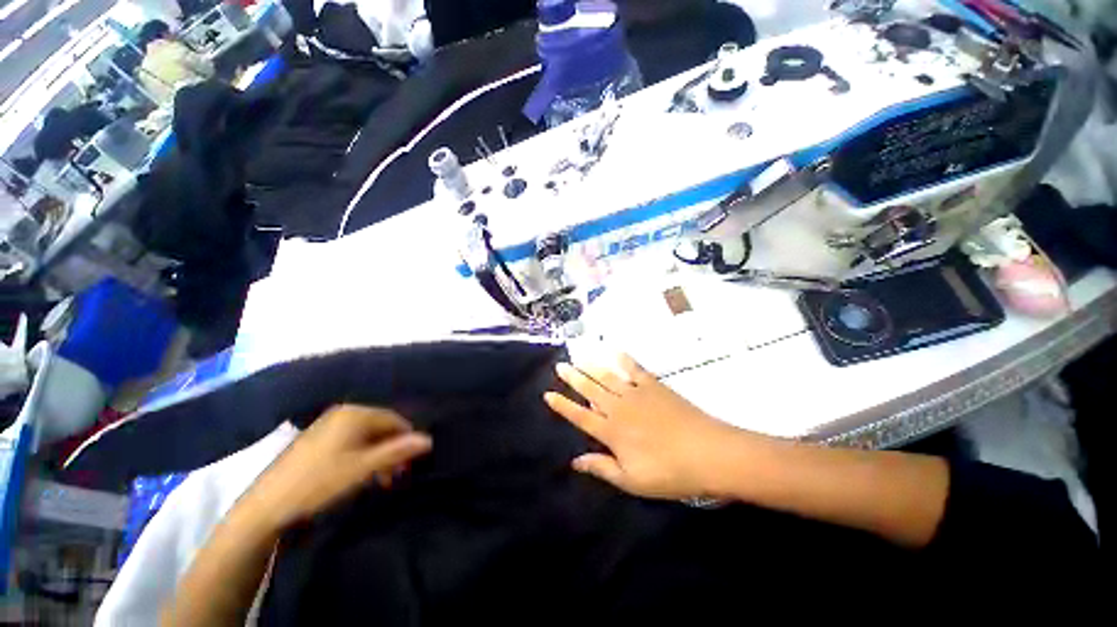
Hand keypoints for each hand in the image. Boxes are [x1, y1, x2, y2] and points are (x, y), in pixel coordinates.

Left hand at [246, 405, 431, 528]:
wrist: (266, 507)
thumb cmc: (320, 483)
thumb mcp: (363, 468)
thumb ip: (397, 451)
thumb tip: (429, 439)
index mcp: (356, 414)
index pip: (395, 420)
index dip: (407, 440)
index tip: (412, 463)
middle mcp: (343, 414)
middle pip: (381, 428)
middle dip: (392, 450)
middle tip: (396, 475)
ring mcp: (327, 426)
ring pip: (366, 437)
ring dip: (378, 456)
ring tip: (380, 480)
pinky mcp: (316, 440)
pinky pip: (350, 443)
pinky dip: (361, 458)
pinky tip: (359, 476)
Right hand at [544, 355, 757, 499]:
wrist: (708, 452)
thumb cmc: (669, 472)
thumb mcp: (632, 481)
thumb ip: (602, 468)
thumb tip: (575, 462)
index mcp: (611, 431)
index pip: (580, 415)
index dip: (563, 405)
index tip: (548, 394)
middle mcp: (618, 407)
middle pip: (590, 389)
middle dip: (573, 378)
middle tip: (560, 366)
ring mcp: (636, 393)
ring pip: (607, 376)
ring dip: (591, 366)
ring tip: (578, 357)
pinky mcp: (654, 385)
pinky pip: (634, 368)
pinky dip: (624, 359)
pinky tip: (615, 350)